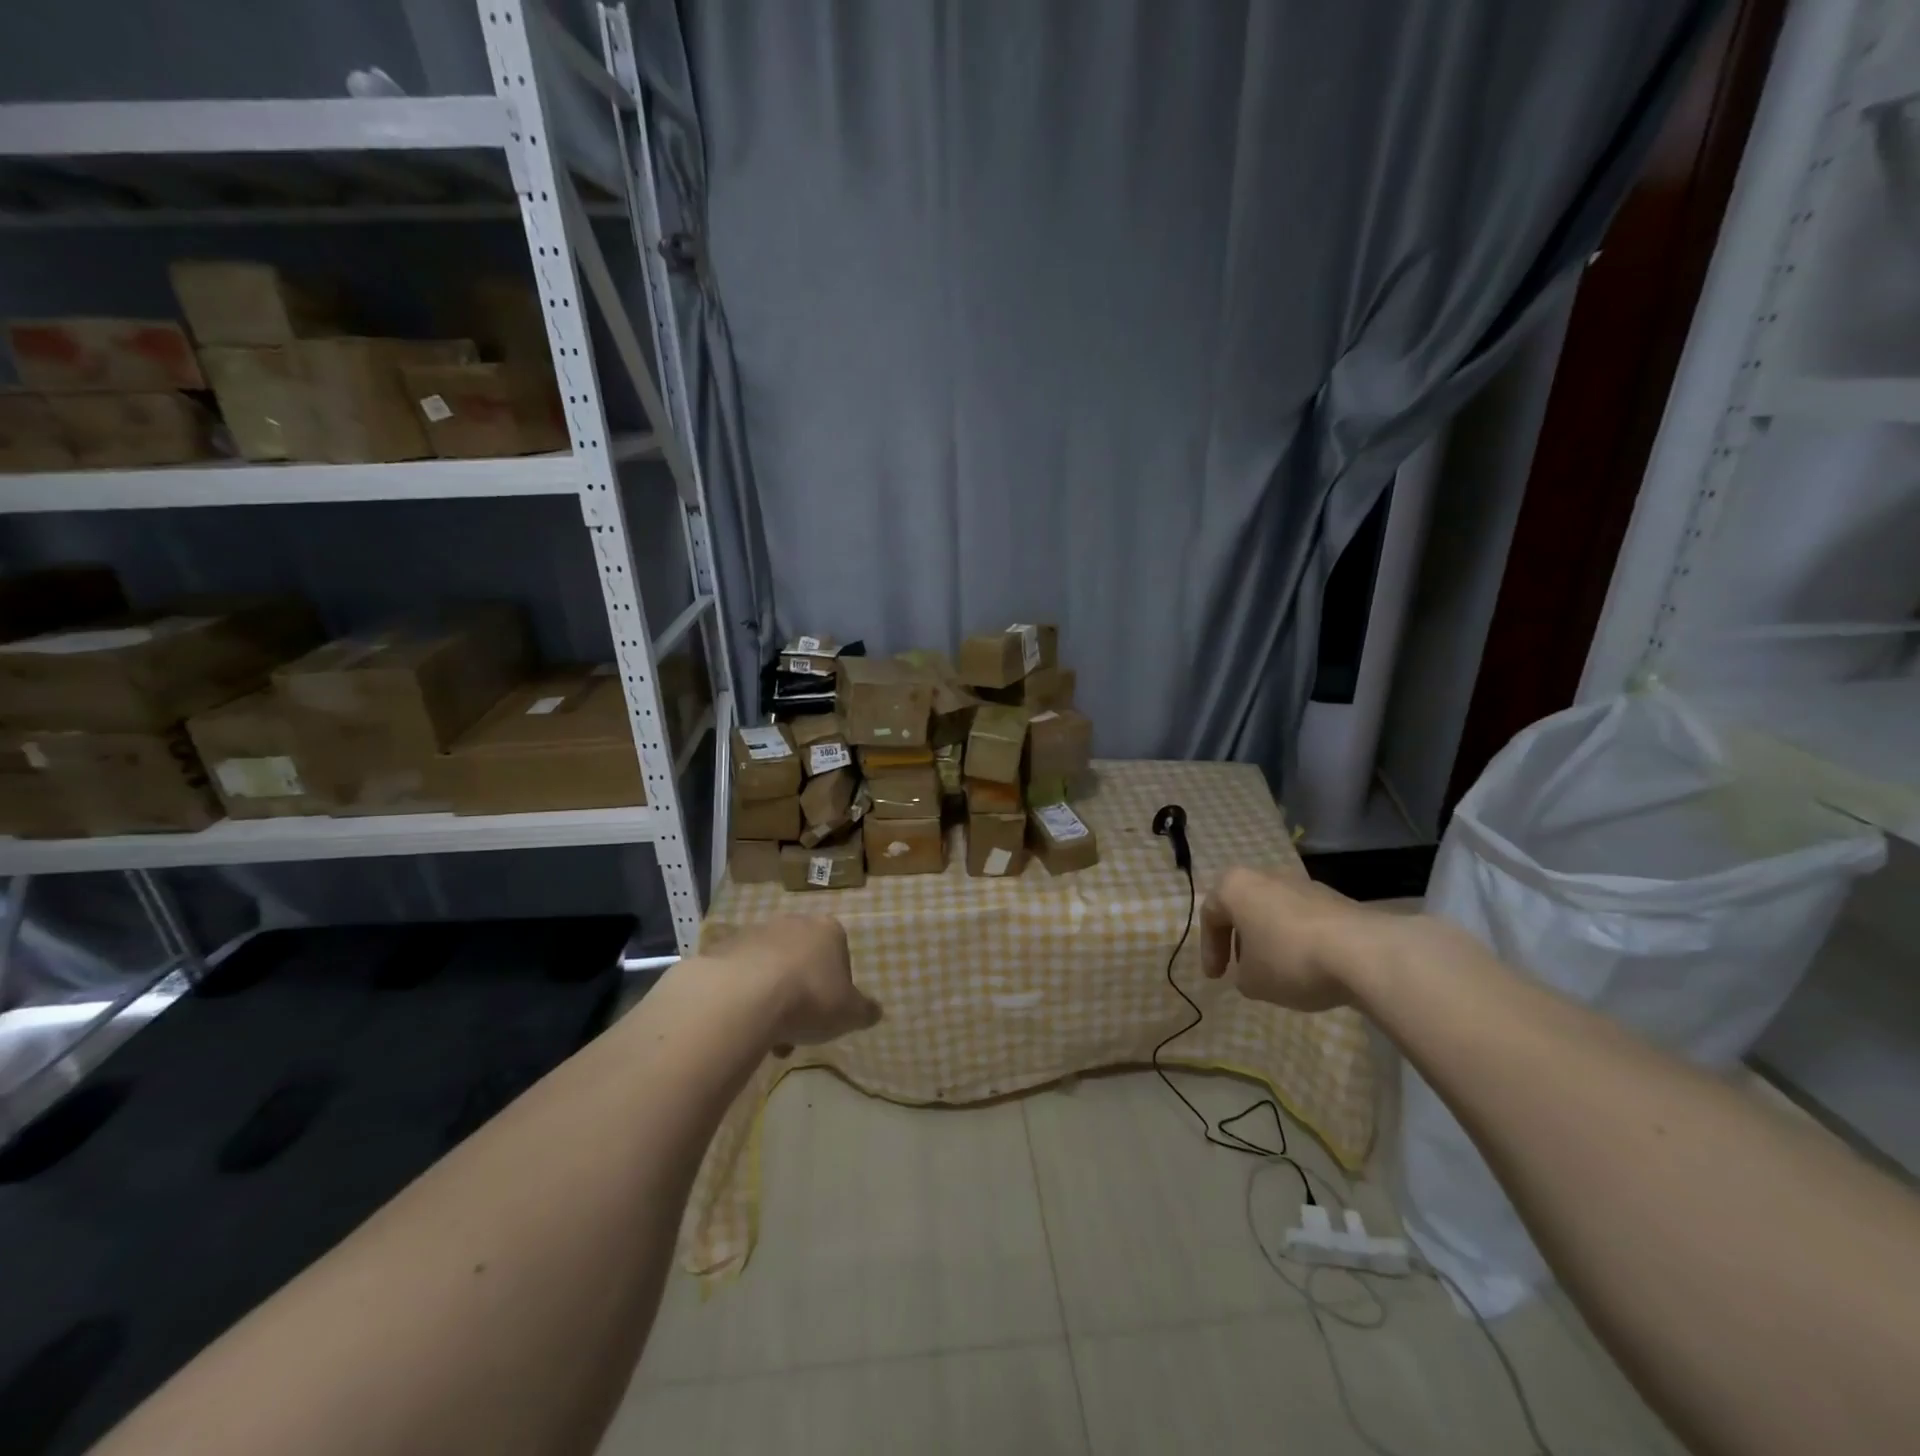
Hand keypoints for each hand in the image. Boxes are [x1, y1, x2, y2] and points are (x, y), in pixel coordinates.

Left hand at [708, 916, 880, 1051]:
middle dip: (801, 991)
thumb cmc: (809, 999)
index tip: (827, 1014)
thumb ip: (865, 1011)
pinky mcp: (725, 947)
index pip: (839, 954)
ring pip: (771, 968)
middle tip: (797, 1027)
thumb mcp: (849, 1014)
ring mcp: (757, 932)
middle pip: (803, 959)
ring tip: (766, 1034)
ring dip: (772, 996)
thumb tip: (875, 1011)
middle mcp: (794, 922)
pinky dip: (744, 996)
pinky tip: (743, 1022)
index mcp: (829, 930)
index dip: (835, 987)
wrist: (744, 996)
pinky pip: (741, 975)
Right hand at [1200, 866, 1384, 1011]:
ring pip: (1275, 910)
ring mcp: (1303, 883)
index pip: (1210, 915)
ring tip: (1278, 970)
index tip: (1217, 978)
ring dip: (1271, 938)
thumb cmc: (1290, 960)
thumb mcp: (1252, 981)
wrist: (1363, 952)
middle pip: (1244, 907)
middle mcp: (1266, 875)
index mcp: (1235, 886)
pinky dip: (1298, 939)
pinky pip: (1304, 918)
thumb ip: (1242, 975)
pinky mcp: (1335, 898)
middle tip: (1243, 968)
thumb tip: (1252, 971)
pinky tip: (1309, 966)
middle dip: (1240, 939)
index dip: (1209, 950)